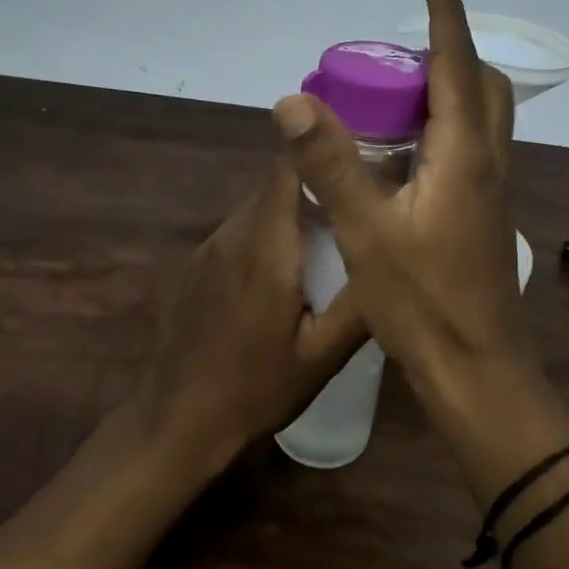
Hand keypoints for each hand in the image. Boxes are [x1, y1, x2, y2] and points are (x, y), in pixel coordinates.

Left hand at [132, 155, 367, 471]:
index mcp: (266, 248)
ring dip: (293, 210)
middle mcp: (232, 234)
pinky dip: (268, 233)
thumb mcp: (322, 356)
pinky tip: (286, 270)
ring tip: (331, 233)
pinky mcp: (197, 264)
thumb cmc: (255, 389)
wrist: (176, 421)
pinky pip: (240, 230)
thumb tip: (391, 257)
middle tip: (358, 196)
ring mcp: (209, 248)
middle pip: (276, 184)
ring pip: (258, 207)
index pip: (288, 167)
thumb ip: (359, 303)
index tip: (360, 150)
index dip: (321, 148)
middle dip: (317, 182)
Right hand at [271, 0, 530, 389]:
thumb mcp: (366, 231)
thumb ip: (330, 164)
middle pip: (482, 88)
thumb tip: (292, 100)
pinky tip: (403, 153)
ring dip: (449, 92)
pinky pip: (470, 148)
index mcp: (464, 156)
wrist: (475, 368)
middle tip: (398, 57)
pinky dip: (444, 128)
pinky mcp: (482, 214)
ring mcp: (490, 190)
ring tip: (395, 95)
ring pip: (481, 119)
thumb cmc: (423, 300)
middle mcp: (487, 163)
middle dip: (450, 56)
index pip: (458, 68)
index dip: (447, 20)